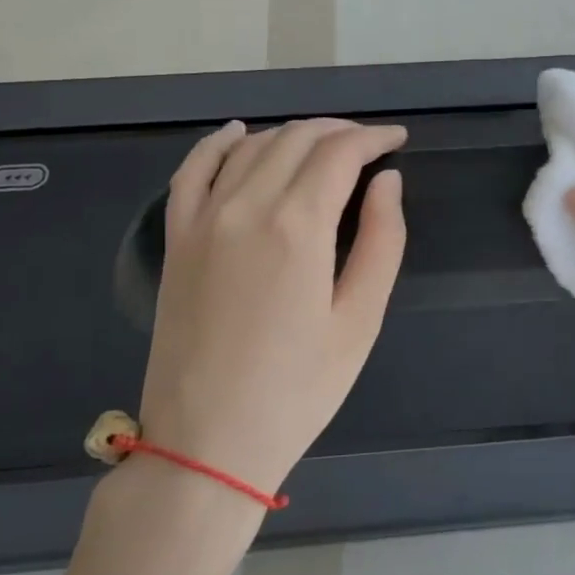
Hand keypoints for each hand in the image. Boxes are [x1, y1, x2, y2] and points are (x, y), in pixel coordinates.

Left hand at [137, 118, 406, 494]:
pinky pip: (192, 170)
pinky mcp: (176, 238)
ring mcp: (202, 219)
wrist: (206, 443)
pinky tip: (239, 133)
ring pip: (252, 147)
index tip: (398, 140)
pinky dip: (218, 143)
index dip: (374, 138)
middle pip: (297, 140)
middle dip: (339, 132)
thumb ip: (381, 241)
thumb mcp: (359, 321)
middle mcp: (245, 206)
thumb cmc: (297, 390)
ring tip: (324, 145)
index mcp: (296, 226)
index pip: (340, 153)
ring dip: (293, 135)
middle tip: (370, 145)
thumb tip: (387, 181)